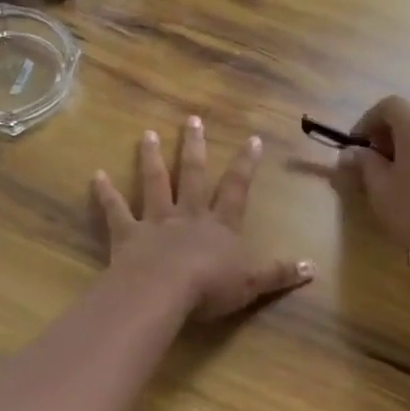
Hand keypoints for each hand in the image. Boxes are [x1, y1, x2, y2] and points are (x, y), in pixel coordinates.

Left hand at [93, 117, 313, 319]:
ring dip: (151, 158)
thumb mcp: (253, 283)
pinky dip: (105, 193)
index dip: (245, 164)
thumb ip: (280, 274)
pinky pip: (116, 210)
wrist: (165, 291)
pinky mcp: (128, 234)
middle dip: (193, 146)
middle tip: (191, 119)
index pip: (236, 188)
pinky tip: (96, 175)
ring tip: (147, 134)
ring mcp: (155, 221)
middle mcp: (188, 215)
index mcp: (219, 225)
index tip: (252, 139)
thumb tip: (313, 268)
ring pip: (154, 183)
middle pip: (192, 174)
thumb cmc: (211, 287)